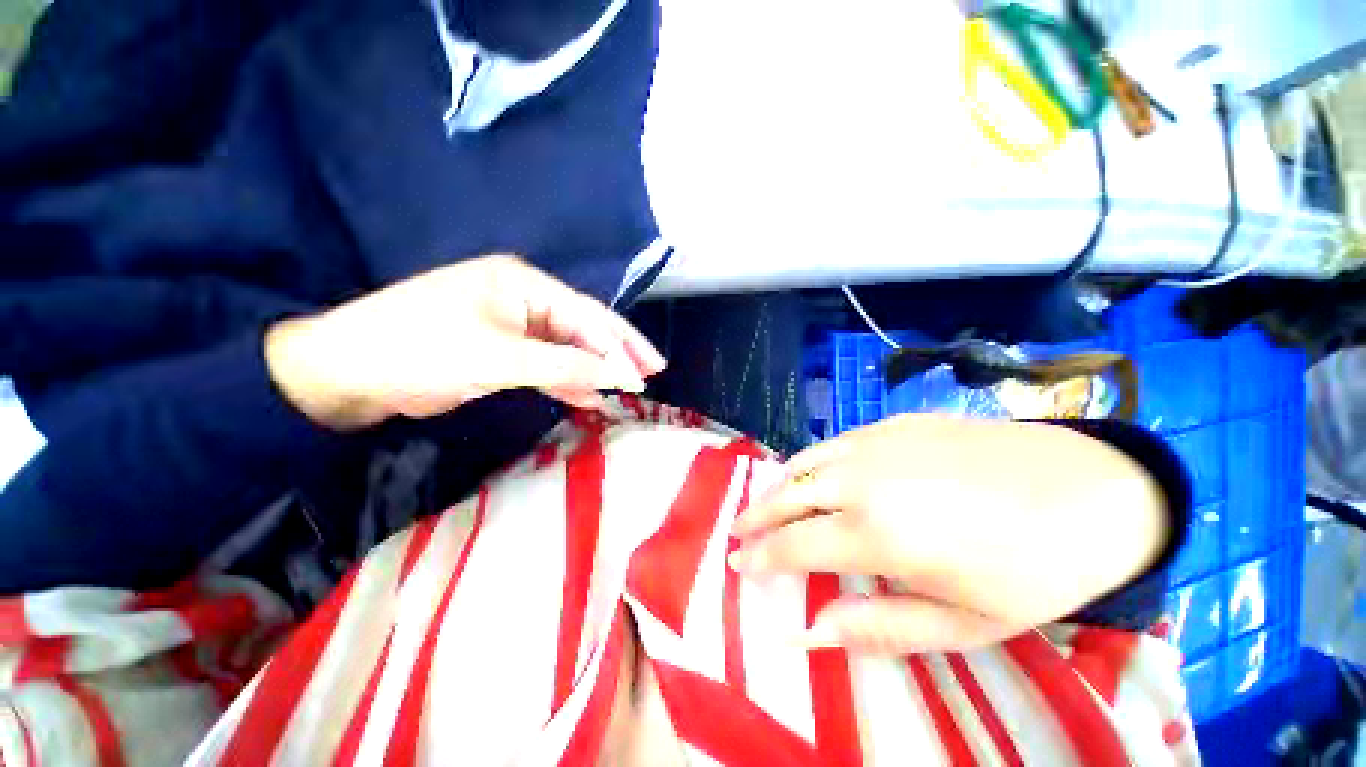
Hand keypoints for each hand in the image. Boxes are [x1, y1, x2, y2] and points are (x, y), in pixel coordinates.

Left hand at [264, 256, 665, 430]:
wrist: (345, 372)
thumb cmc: (420, 350)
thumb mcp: (498, 358)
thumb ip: (564, 366)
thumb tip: (619, 376)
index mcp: (523, 283)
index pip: (586, 315)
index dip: (618, 346)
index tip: (643, 376)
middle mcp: (523, 297)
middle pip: (583, 326)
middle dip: (618, 351)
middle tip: (653, 370)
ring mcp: (513, 324)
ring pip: (568, 347)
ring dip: (594, 368)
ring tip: (626, 387)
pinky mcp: (501, 349)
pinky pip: (547, 363)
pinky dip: (567, 380)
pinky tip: (587, 396)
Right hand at [730, 415, 1168, 653]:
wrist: (1092, 489)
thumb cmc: (1034, 571)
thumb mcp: (964, 625)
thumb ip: (877, 627)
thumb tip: (808, 632)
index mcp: (879, 533)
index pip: (794, 546)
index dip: (761, 557)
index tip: (738, 564)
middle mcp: (862, 479)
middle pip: (787, 496)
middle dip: (755, 516)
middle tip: (737, 531)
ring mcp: (875, 442)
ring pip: (804, 463)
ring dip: (777, 487)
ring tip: (764, 505)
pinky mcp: (891, 424)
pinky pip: (832, 445)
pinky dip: (809, 463)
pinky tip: (812, 475)